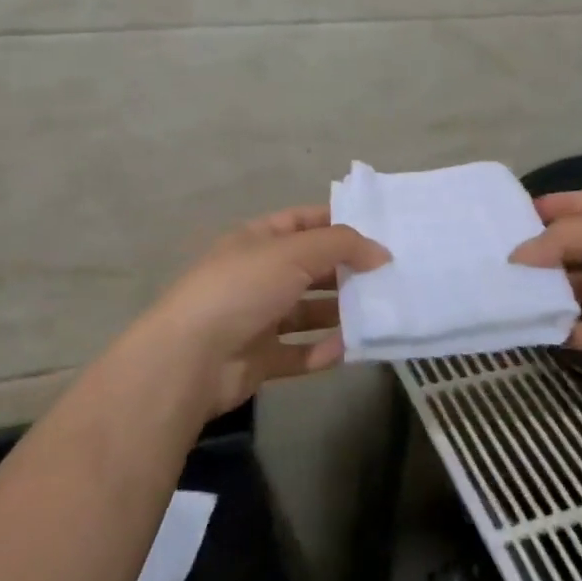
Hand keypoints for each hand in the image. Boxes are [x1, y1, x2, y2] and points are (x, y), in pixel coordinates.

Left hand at [123, 205, 389, 419]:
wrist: (191, 358)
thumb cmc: (242, 289)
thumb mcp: (294, 252)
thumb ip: (342, 245)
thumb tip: (381, 252)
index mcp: (257, 240)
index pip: (302, 222)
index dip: (337, 223)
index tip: (379, 232)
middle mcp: (257, 275)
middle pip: (310, 268)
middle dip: (346, 270)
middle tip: (390, 276)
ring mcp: (257, 318)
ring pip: (307, 312)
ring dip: (339, 313)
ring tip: (379, 313)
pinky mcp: (259, 358)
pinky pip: (299, 353)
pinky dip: (323, 352)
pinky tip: (349, 350)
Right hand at [510, 189, 581, 406]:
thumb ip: (567, 239)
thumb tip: (518, 254)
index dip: (556, 205)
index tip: (514, 214)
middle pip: (580, 245)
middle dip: (544, 248)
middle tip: (500, 253)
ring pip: (579, 287)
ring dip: (548, 288)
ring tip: (506, 288)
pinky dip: (560, 329)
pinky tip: (530, 327)